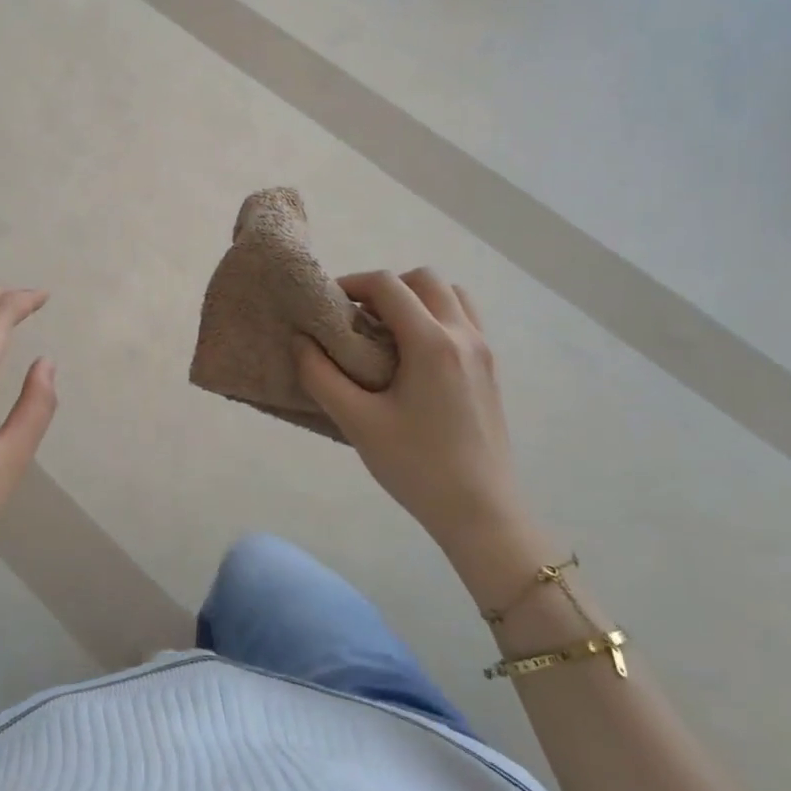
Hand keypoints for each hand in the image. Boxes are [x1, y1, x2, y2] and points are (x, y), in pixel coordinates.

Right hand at [294, 270, 532, 561]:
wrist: (480, 511)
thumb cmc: (415, 466)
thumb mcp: (357, 422)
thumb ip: (321, 376)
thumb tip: (300, 341)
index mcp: (431, 343)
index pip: (388, 286)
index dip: (352, 284)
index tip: (327, 304)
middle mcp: (463, 335)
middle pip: (424, 279)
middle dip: (385, 287)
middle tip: (356, 316)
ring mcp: (483, 351)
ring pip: (451, 295)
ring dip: (415, 298)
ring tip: (386, 331)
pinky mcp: (490, 369)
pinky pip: (464, 319)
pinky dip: (436, 317)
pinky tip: (412, 355)